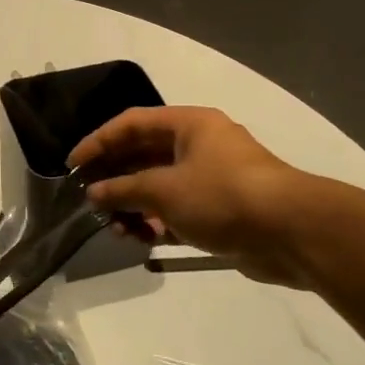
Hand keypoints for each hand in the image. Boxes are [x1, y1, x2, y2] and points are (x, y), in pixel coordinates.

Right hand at [69, 106, 311, 284]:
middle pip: (144, 156)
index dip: (98, 142)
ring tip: (116, 229)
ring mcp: (211, 179)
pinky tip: (141, 240)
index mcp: (188, 125)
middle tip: (88, 199)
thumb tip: (93, 193)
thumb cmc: (222, 195)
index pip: (131, 124)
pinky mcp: (220, 211)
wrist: (292, 232)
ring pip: (160, 187)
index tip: (72, 165)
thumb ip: (123, 190)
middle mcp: (199, 146)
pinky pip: (177, 211)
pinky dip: (157, 223)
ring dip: (134, 207)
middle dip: (115, 179)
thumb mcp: (164, 189)